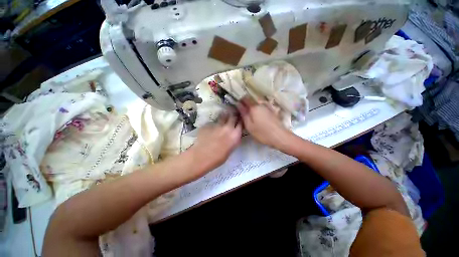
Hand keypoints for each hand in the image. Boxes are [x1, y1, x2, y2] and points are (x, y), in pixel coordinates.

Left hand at [190, 114, 241, 171]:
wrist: (201, 157)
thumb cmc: (218, 158)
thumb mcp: (231, 149)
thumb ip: (234, 139)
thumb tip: (234, 134)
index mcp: (235, 135)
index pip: (241, 123)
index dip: (240, 121)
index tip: (239, 120)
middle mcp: (228, 127)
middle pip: (233, 116)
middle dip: (233, 115)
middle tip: (232, 117)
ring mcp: (217, 124)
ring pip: (223, 116)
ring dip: (224, 116)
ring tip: (223, 118)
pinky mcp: (209, 124)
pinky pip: (214, 122)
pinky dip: (215, 123)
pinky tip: (212, 127)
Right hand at [237, 97, 291, 148]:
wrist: (280, 136)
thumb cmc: (262, 132)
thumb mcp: (249, 125)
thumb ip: (243, 113)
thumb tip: (238, 104)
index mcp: (254, 106)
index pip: (245, 98)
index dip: (240, 100)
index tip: (237, 106)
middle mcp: (261, 104)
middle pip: (251, 100)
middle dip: (246, 105)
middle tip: (242, 113)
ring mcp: (267, 106)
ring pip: (256, 104)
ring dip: (252, 108)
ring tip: (250, 116)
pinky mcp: (271, 111)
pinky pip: (261, 107)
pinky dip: (257, 110)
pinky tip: (258, 118)